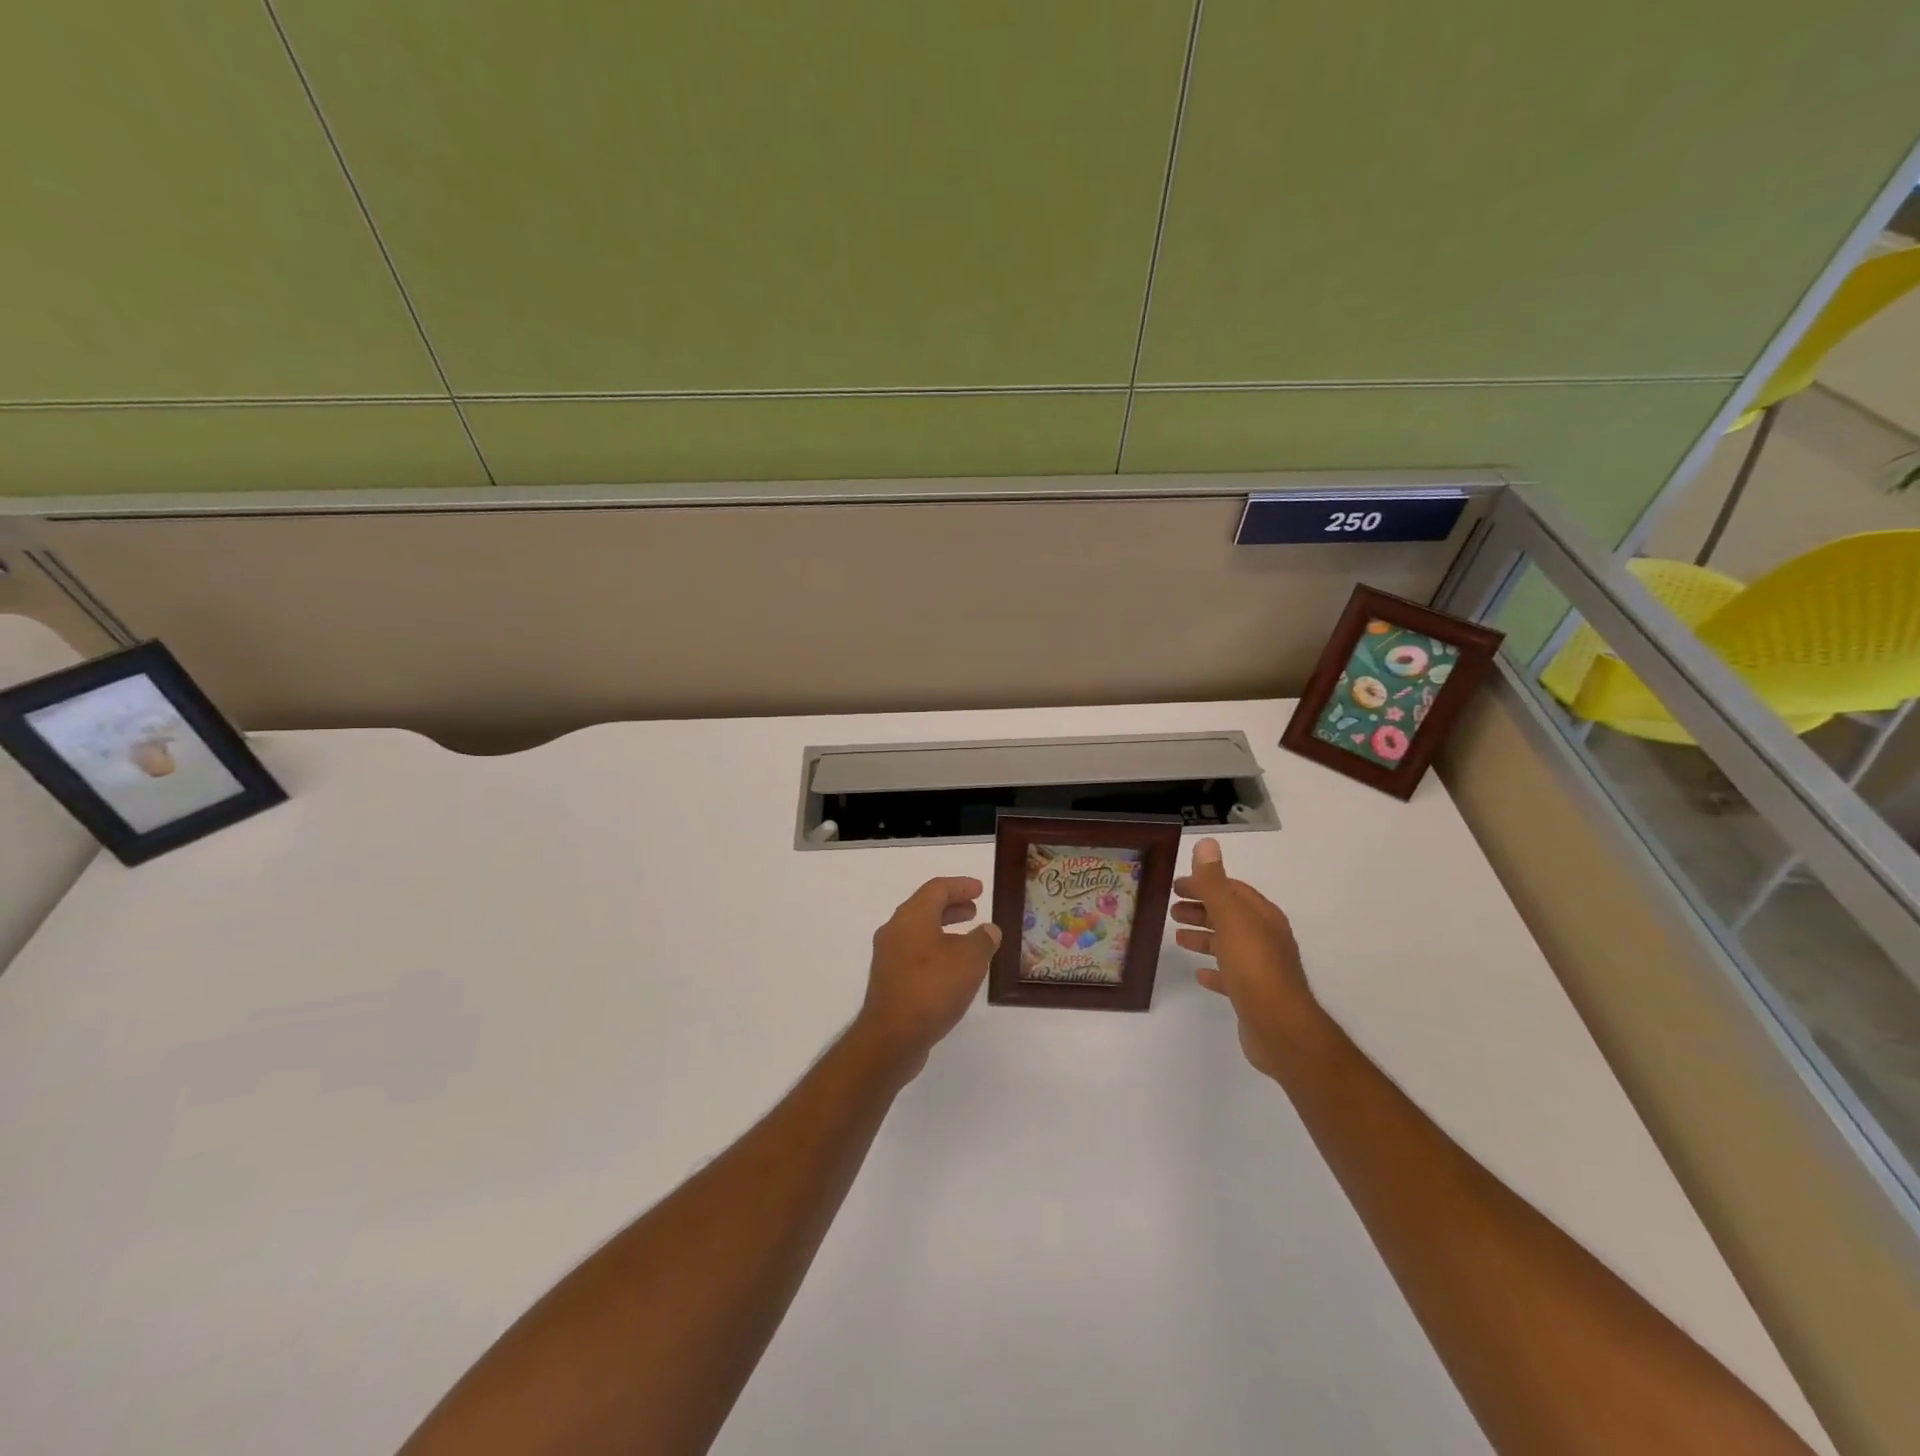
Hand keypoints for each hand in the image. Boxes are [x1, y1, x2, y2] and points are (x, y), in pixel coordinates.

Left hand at [853, 876, 1001, 1078]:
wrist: (891, 1037)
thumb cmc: (932, 988)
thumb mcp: (970, 960)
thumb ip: (983, 940)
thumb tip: (988, 930)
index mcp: (912, 916)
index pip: (937, 888)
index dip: (961, 886)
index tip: (980, 889)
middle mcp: (895, 930)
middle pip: (925, 908)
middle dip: (952, 907)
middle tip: (974, 910)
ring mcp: (888, 956)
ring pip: (919, 932)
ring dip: (944, 930)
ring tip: (968, 940)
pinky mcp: (888, 980)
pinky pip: (914, 953)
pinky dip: (935, 950)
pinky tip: (952, 969)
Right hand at [1172, 838, 1326, 1079]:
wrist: (1280, 1028)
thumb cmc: (1253, 966)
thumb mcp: (1230, 917)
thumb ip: (1214, 883)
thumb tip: (1206, 844)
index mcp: (1262, 916)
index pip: (1231, 890)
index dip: (1204, 884)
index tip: (1176, 886)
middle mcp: (1266, 938)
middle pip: (1229, 915)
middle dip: (1202, 909)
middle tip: (1171, 909)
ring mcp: (1261, 968)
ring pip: (1228, 944)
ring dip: (1204, 937)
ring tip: (1177, 937)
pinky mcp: (1254, 995)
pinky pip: (1230, 975)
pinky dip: (1214, 969)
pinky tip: (1199, 973)